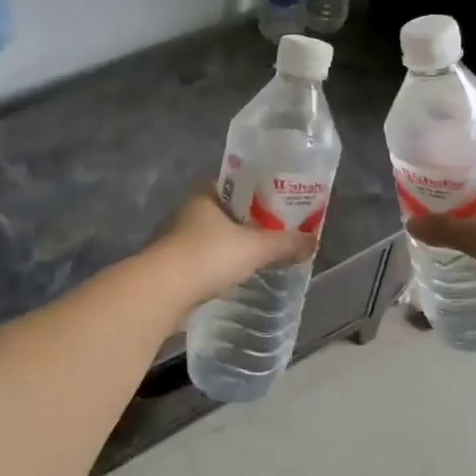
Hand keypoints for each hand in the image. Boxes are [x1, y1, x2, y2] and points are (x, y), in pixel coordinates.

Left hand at [153, 186, 317, 305]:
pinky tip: (235, 278)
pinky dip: (218, 268)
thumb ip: (285, 243)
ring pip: (212, 238)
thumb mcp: (256, 247)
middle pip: (225, 212)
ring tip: (259, 257)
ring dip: (231, 246)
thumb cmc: (209, 256)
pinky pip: (203, 262)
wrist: (163, 292)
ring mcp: (176, 240)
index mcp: (205, 194)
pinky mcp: (172, 268)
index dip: (257, 191)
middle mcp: (187, 212)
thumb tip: (313, 241)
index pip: (234, 183)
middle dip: (247, 222)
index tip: (278, 202)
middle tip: (274, 232)